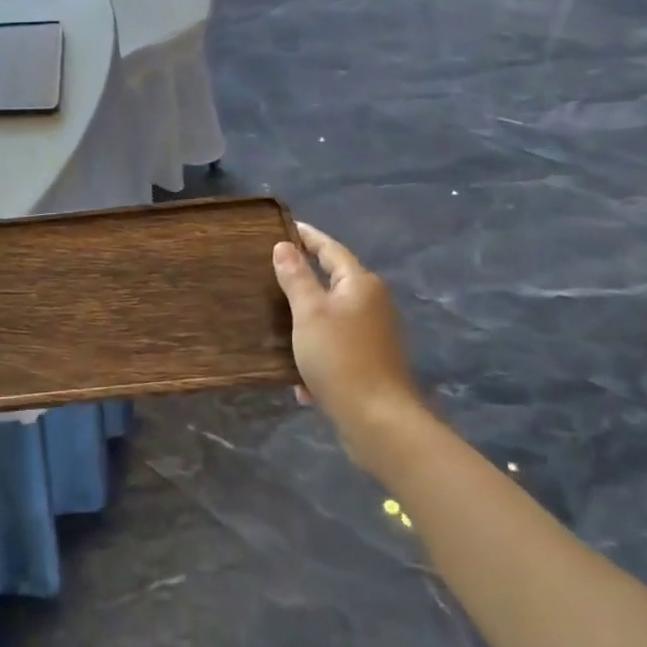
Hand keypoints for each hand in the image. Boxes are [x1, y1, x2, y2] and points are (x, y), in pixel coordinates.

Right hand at [272, 222, 428, 473]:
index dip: (307, 237)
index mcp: (360, 284)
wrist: (378, 420)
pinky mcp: (370, 362)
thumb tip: (284, 246)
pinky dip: (315, 353)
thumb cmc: (340, 357)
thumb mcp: (309, 313)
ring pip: (331, 316)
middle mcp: (372, 303)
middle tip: (268, 270)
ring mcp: (373, 334)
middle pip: (333, 281)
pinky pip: (335, 346)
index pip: (330, 249)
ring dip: (305, 320)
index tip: (284, 227)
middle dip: (303, 278)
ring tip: (273, 319)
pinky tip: (297, 379)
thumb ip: (296, 277)